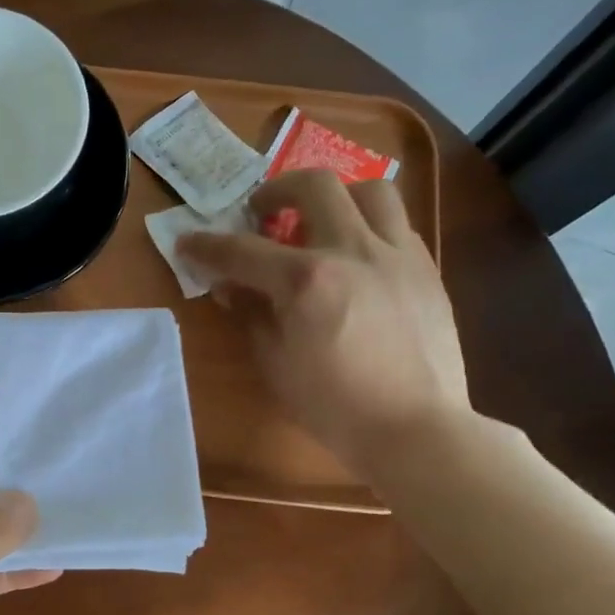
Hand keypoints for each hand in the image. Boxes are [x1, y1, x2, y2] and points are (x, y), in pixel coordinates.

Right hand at [178, 170, 468, 481]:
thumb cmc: (335, 406)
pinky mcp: (426, 270)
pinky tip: (358, 257)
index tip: (188, 243)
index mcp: (306, 280)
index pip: (242, 251)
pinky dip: (369, 227)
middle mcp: (352, 251)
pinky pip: (397, 225)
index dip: (207, 246)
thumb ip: (253, 316)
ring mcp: (396, 255)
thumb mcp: (276, 364)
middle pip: (314, 186)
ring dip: (337, 196)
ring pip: (370, 190)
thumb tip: (234, 287)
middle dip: (277, 191)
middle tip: (262, 212)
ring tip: (322, 221)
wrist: (416, 429)